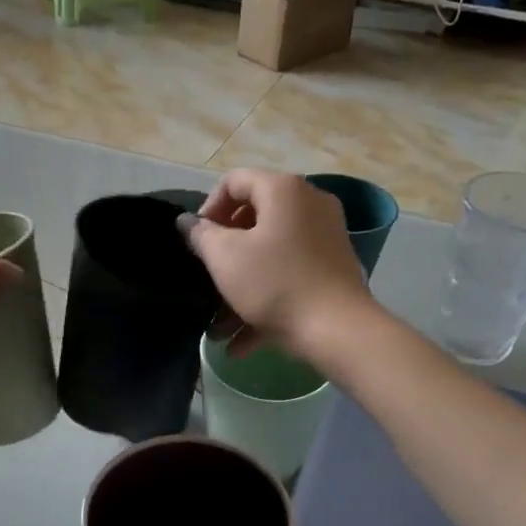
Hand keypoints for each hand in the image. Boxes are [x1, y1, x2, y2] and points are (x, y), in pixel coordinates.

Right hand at [182, 170, 373, 362]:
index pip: (234, 181)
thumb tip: (187, 222)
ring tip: (219, 326)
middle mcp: (309, 204)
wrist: (337, 330)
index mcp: (283, 190)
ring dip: (241, 287)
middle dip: (225, 252)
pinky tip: (241, 344)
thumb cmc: (275, 284)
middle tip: (207, 277)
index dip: (208, 208)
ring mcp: (326, 237)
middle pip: (255, 218)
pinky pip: (291, 276)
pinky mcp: (333, 270)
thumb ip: (201, 235)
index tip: (196, 242)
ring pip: (272, 254)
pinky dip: (266, 301)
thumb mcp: (225, 257)